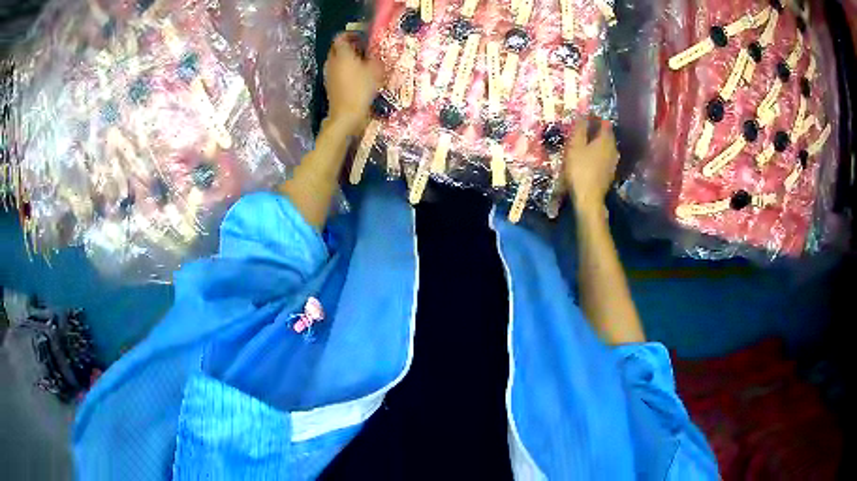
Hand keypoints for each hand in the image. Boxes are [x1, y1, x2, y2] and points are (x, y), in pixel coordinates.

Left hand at [323, 32, 381, 135]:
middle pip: (336, 47)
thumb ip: (375, 58)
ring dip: (345, 57)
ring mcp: (328, 73)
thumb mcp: (375, 71)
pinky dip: (343, 68)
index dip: (350, 34)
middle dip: (348, 45)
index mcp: (342, 54)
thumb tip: (375, 53)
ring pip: (335, 59)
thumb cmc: (361, 89)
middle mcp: (332, 61)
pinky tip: (355, 75)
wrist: (346, 114)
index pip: (340, 37)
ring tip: (360, 62)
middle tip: (362, 49)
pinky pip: (336, 70)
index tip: (361, 37)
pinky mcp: (329, 84)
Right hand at [563, 118, 619, 213]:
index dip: (595, 117)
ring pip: (606, 147)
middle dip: (596, 131)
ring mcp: (613, 162)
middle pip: (607, 135)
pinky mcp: (610, 173)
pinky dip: (598, 155)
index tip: (584, 117)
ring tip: (585, 144)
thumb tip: (582, 113)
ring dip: (597, 143)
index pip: (604, 122)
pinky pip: (605, 158)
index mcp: (606, 140)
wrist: (588, 198)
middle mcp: (613, 149)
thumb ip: (580, 128)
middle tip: (583, 130)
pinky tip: (589, 158)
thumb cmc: (580, 169)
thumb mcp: (575, 145)